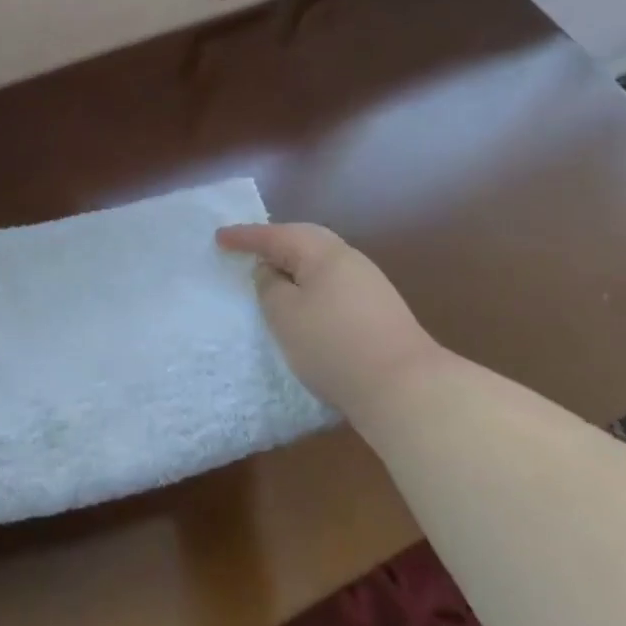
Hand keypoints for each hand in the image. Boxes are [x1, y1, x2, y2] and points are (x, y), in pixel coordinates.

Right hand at [217, 223, 439, 425]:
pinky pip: (332, 283)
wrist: (407, 389)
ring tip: (271, 276)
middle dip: (273, 243)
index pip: (274, 235)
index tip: (218, 238)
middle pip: (303, 241)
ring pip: (320, 263)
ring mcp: (369, 284)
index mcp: (323, 252)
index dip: (244, 237)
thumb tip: (272, 272)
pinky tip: (304, 303)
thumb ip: (269, 286)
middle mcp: (348, 259)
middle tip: (247, 249)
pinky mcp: (378, 311)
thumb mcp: (285, 314)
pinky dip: (311, 285)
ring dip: (293, 265)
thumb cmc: (333, 345)